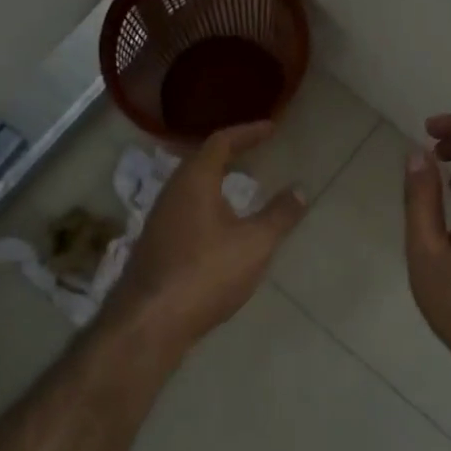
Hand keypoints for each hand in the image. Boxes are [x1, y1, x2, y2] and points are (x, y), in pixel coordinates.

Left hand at [106, 122, 305, 355]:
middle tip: (255, 153)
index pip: (221, 141)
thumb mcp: (254, 244)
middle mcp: (172, 192)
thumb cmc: (206, 272)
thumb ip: (279, 215)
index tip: (271, 128)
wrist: (150, 321)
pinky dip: (208, 206)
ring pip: (191, 188)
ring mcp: (159, 219)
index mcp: (194, 180)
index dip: (247, 132)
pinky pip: (186, 211)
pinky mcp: (156, 245)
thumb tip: (300, 189)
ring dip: (217, 182)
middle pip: (201, 161)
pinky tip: (221, 228)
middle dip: (230, 154)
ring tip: (243, 189)